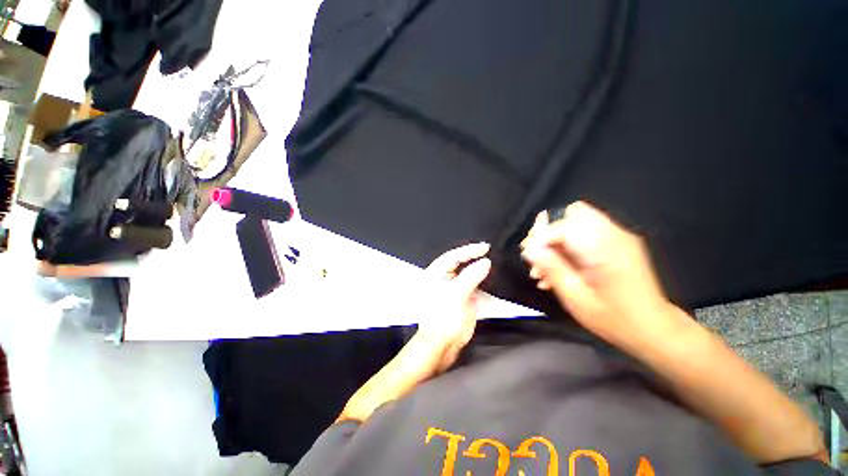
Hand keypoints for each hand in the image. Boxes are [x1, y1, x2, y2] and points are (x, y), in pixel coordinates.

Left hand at [415, 242, 491, 372]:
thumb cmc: (443, 318)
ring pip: (469, 274)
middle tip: (491, 251)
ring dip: (481, 269)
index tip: (485, 247)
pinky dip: (484, 282)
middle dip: (475, 257)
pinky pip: (475, 286)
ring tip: (495, 262)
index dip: (469, 250)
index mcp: (436, 274)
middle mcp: (444, 278)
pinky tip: (493, 278)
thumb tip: (486, 262)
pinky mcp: (463, 298)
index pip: (453, 256)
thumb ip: (471, 276)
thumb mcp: (456, 295)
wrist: (442, 346)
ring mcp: (455, 288)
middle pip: (461, 263)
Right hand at [520, 201, 683, 349]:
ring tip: (545, 267)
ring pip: (577, 221)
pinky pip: (586, 233)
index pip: (563, 226)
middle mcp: (614, 235)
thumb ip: (552, 269)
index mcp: (604, 249)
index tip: (528, 255)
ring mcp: (618, 237)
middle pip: (573, 213)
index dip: (541, 237)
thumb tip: (529, 250)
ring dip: (557, 239)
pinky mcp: (618, 243)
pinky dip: (568, 245)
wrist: (654, 329)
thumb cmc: (614, 319)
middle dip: (550, 232)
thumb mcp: (576, 298)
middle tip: (539, 256)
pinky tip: (559, 269)